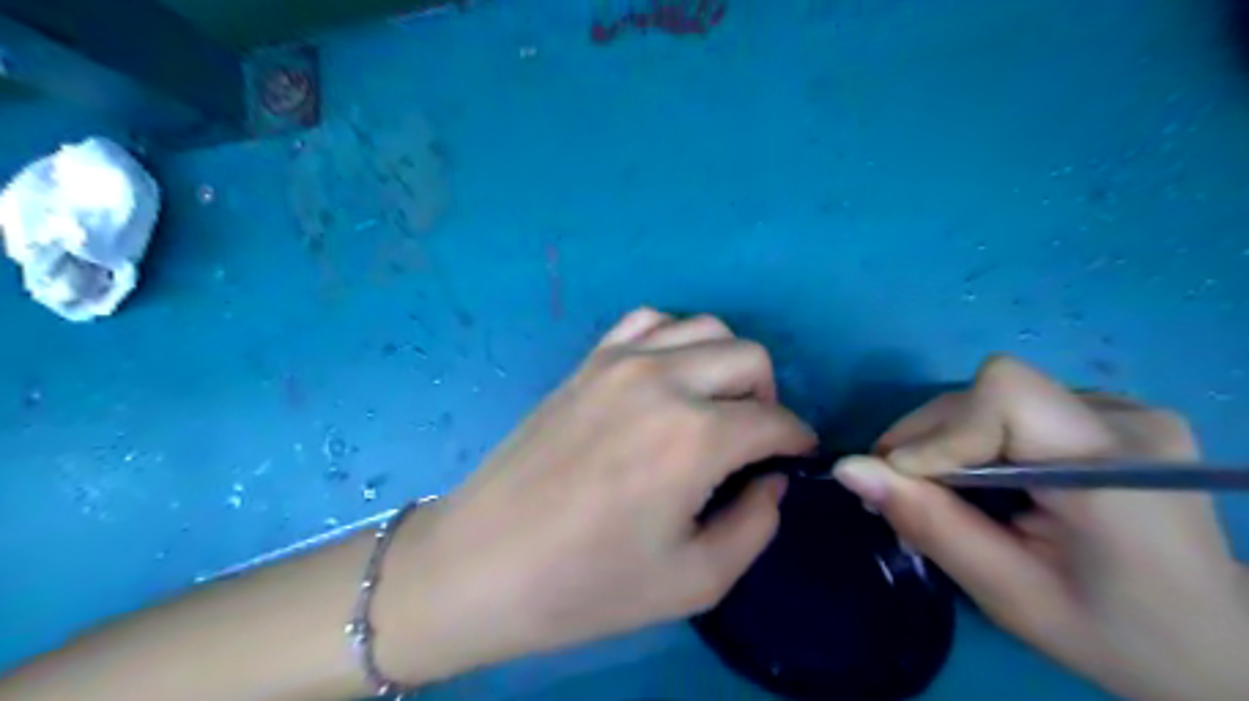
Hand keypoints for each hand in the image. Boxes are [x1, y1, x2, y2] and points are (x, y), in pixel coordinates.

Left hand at [375, 308, 816, 682]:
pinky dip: (675, 340)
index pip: (776, 420)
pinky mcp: (588, 360)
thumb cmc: (587, 584)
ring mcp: (620, 360)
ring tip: (714, 407)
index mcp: (695, 436)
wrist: (482, 562)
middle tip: (754, 440)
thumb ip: (755, 524)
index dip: (797, 441)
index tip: (796, 459)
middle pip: (750, 357)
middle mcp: (664, 380)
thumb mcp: (694, 580)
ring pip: (705, 327)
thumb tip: (771, 479)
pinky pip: (649, 321)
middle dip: (768, 397)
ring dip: (727, 364)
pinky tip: (668, 378)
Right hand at [827, 357, 1248, 700]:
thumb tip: (848, 469)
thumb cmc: (1117, 635)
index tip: (904, 483)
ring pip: (995, 397)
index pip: (1002, 394)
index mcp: (1114, 467)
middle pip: (989, 392)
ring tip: (938, 491)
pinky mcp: (1112, 414)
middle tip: (899, 492)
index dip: (940, 430)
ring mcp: (1125, 409)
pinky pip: (1016, 407)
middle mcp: (1125, 417)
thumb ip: (929, 524)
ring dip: (949, 439)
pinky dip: (978, 439)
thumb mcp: (1011, 594)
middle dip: (930, 438)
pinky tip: (984, 480)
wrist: (1220, 647)